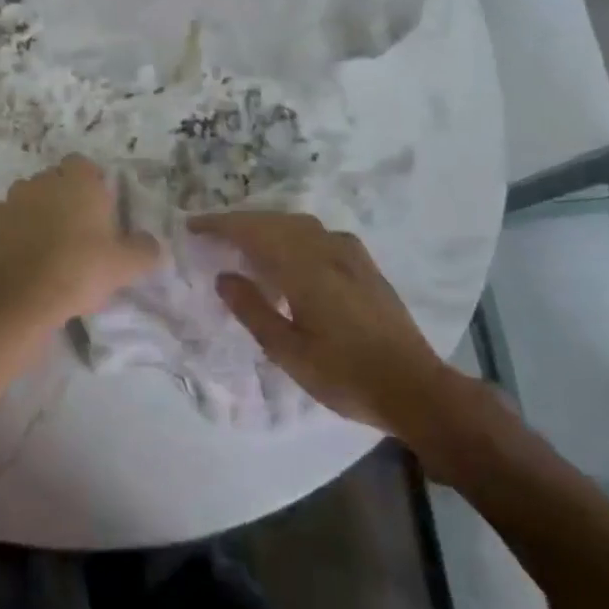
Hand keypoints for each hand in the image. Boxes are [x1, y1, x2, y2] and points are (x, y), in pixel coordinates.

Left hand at [0, 155, 161, 334]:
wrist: (23, 299)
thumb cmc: (80, 271)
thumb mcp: (125, 266)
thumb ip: (144, 249)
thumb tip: (151, 244)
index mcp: (78, 181)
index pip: (84, 165)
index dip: (91, 184)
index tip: (98, 211)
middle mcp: (42, 180)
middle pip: (55, 180)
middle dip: (63, 198)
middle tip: (77, 231)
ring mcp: (11, 199)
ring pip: (28, 197)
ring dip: (36, 212)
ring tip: (46, 244)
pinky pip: (4, 217)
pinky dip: (11, 228)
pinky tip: (20, 252)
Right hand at [190, 212, 493, 471]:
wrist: (415, 388)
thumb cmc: (345, 375)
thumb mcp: (288, 351)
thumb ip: (253, 309)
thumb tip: (224, 276)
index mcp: (305, 269)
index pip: (254, 232)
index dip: (221, 225)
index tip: (194, 226)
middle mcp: (328, 250)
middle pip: (276, 221)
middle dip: (241, 222)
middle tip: (212, 233)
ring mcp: (351, 254)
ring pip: (299, 224)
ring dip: (267, 225)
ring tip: (244, 242)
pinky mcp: (365, 264)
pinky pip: (319, 234)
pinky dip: (292, 234)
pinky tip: (289, 254)